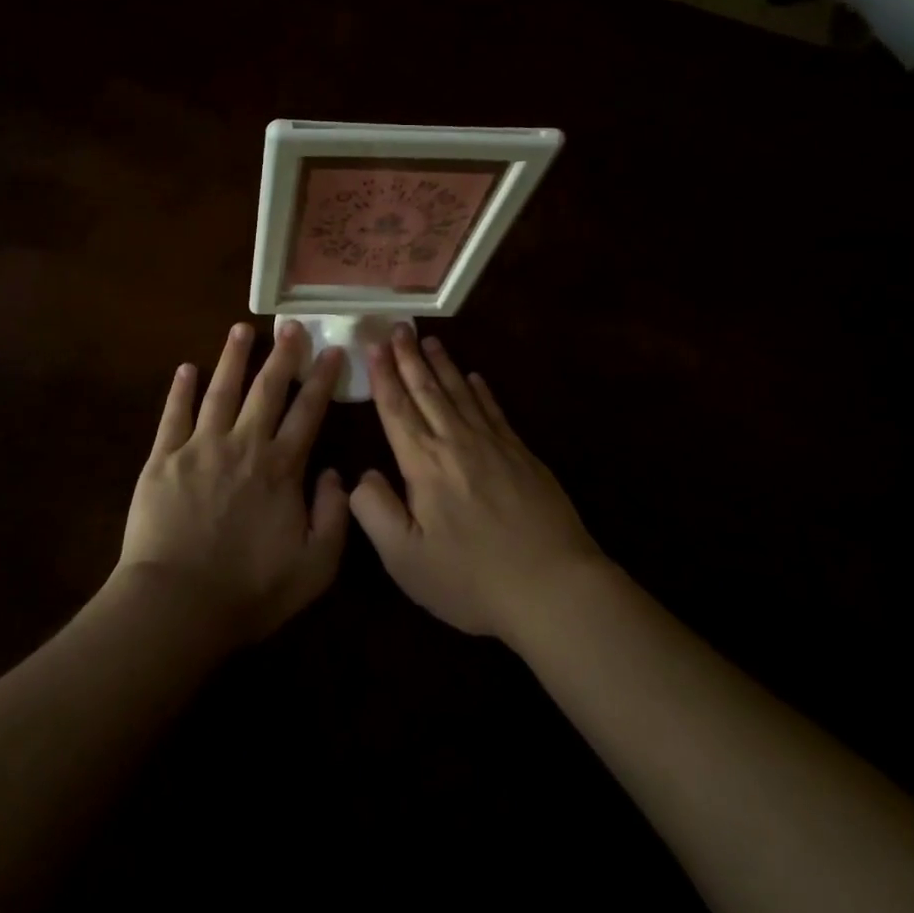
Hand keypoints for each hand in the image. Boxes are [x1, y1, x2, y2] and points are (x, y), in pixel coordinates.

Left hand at [115, 321, 348, 647]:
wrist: (177, 604)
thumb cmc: (249, 590)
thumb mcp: (315, 566)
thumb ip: (335, 516)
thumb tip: (336, 473)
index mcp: (281, 468)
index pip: (308, 411)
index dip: (322, 378)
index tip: (331, 349)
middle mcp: (244, 445)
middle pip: (266, 390)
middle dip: (282, 355)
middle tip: (290, 326)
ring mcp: (200, 447)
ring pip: (221, 391)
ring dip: (233, 358)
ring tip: (241, 329)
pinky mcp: (163, 458)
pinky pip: (173, 415)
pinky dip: (180, 389)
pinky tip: (186, 368)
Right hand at [349, 329, 605, 640]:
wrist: (553, 586)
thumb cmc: (470, 577)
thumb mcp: (405, 558)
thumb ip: (374, 511)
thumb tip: (361, 475)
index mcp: (423, 463)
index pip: (396, 409)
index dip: (382, 375)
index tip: (374, 344)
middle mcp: (456, 442)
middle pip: (427, 390)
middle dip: (409, 357)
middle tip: (399, 326)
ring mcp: (494, 445)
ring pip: (460, 393)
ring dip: (442, 364)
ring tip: (429, 340)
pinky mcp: (522, 455)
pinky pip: (495, 410)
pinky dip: (481, 390)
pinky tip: (475, 377)